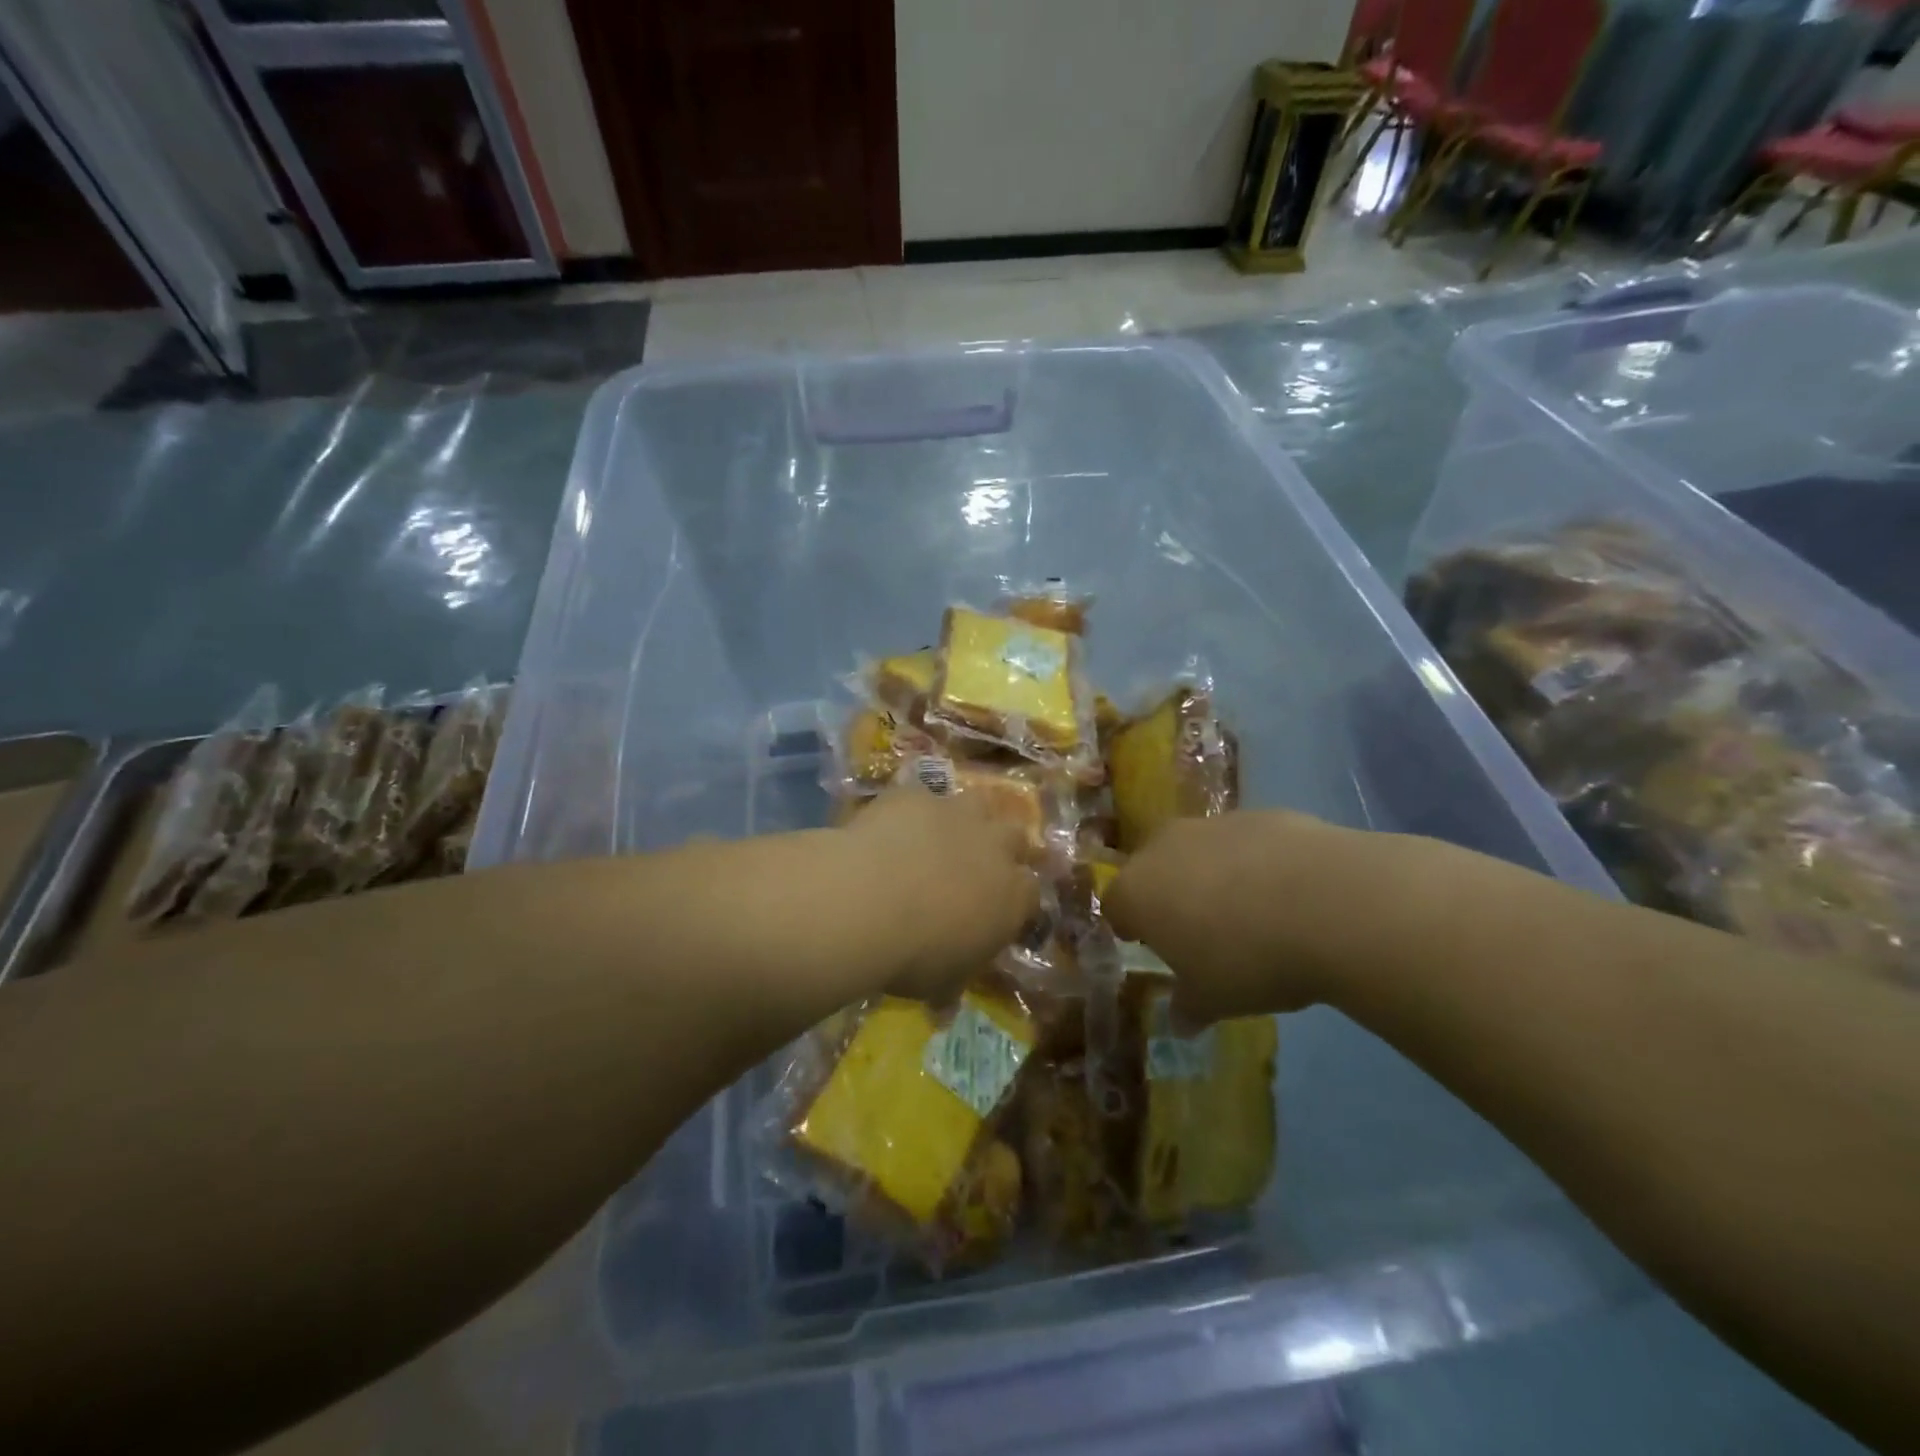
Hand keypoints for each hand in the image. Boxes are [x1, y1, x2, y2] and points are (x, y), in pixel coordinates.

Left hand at [844, 785, 1040, 1003]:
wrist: (870, 901)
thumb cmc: (915, 955)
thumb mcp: (939, 983)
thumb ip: (950, 986)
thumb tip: (944, 1007)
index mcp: (1012, 897)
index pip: (1030, 892)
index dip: (1016, 897)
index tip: (998, 908)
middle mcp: (995, 847)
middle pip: (1016, 837)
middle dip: (1003, 847)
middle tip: (978, 862)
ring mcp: (957, 814)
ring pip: (978, 804)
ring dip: (967, 818)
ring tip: (943, 833)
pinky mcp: (917, 795)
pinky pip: (922, 796)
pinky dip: (913, 810)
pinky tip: (892, 824)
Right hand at [1105, 811, 1354, 1026]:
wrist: (1328, 903)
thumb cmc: (1248, 959)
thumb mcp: (1213, 1000)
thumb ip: (1188, 1007)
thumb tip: (1180, 1022)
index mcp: (1137, 891)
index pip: (1115, 905)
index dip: (1131, 927)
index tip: (1152, 947)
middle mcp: (1164, 847)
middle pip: (1153, 869)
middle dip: (1169, 895)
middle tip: (1199, 931)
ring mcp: (1213, 824)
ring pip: (1199, 851)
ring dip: (1212, 876)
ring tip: (1251, 913)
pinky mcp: (1261, 814)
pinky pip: (1245, 843)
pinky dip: (1256, 863)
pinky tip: (1290, 894)